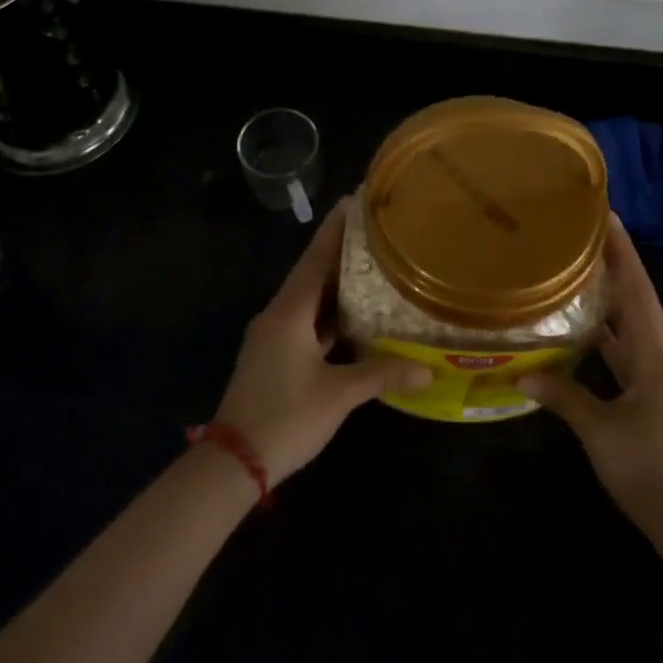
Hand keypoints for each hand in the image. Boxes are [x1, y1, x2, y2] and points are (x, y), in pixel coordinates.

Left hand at [213, 200, 431, 484]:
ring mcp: (273, 336)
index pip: (315, 258)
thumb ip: (383, 374)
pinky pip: (306, 321)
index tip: (353, 201)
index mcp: (289, 312)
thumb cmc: (285, 418)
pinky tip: (354, 315)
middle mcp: (278, 315)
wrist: (233, 462)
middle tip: (375, 231)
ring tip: (371, 265)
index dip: (335, 229)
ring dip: (336, 283)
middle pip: (313, 273)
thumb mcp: (339, 395)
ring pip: (309, 298)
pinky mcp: (274, 355)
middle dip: (341, 251)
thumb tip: (429, 370)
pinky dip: (329, 312)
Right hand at [520, 217, 662, 557]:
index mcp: (660, 356)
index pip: (638, 291)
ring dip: (611, 306)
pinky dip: (612, 342)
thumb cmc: (650, 471)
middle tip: (581, 240)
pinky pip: (634, 357)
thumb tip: (521, 375)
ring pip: (635, 331)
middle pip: (638, 304)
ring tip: (578, 277)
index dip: (622, 252)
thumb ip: (562, 396)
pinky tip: (587, 336)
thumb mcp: (600, 431)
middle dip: (614, 270)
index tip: (606, 216)